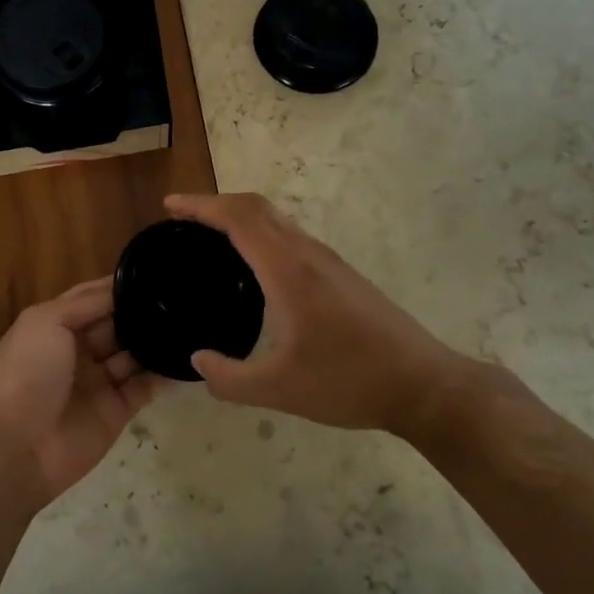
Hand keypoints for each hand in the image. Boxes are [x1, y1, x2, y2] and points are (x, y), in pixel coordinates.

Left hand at [0, 277, 168, 509]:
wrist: (20, 446)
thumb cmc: (28, 374)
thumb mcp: (46, 322)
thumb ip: (85, 303)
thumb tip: (120, 290)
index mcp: (55, 326)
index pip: (92, 298)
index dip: (118, 286)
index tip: (154, 273)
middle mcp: (78, 350)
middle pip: (117, 324)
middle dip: (142, 312)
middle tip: (181, 298)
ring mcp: (99, 381)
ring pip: (134, 354)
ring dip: (156, 341)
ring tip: (189, 323)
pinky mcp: (117, 410)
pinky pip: (146, 387)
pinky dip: (164, 374)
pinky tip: (188, 359)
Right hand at [164, 192, 508, 439]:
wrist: (423, 385)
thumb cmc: (349, 381)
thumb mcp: (278, 389)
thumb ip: (229, 378)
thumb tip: (198, 361)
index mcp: (288, 270)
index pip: (238, 218)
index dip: (201, 205)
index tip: (170, 206)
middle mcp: (308, 254)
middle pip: (257, 207)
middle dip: (216, 203)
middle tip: (182, 218)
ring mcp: (329, 262)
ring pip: (278, 220)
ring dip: (241, 216)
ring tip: (211, 236)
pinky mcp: (341, 275)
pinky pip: (291, 237)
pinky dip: (261, 234)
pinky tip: (254, 267)